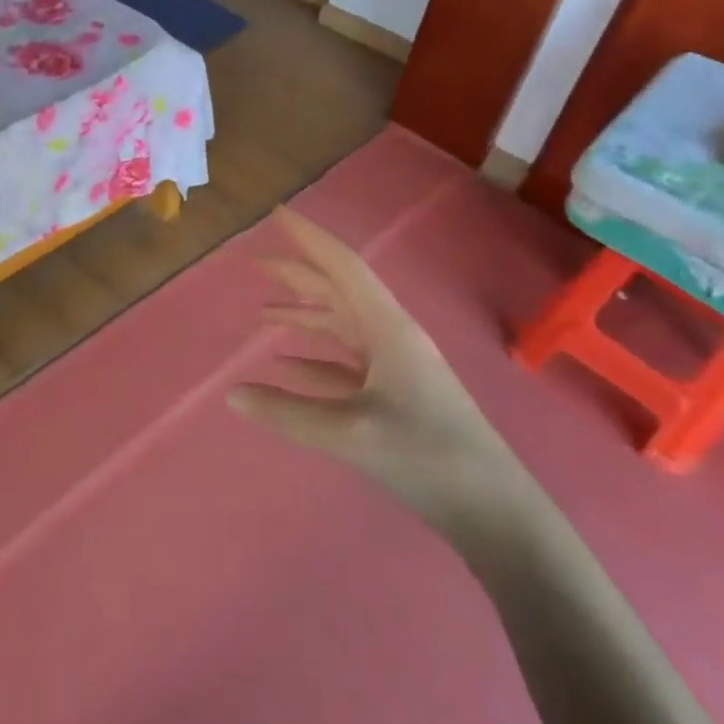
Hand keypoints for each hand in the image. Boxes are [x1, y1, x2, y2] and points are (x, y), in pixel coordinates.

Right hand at [229, 208, 530, 542]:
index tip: (279, 215)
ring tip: (261, 313)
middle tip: (256, 262)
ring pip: (341, 326)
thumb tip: (232, 393)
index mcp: (388, 329)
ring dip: (304, 315)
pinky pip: (344, 363)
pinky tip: (286, 364)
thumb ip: (286, 411)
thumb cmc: (425, 456)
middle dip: (298, 274)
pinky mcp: (394, 394)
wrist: (492, 508)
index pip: (343, 267)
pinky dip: (314, 358)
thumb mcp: (348, 434)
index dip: (310, 239)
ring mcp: (395, 366)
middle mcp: (391, 337)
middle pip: (339, 292)